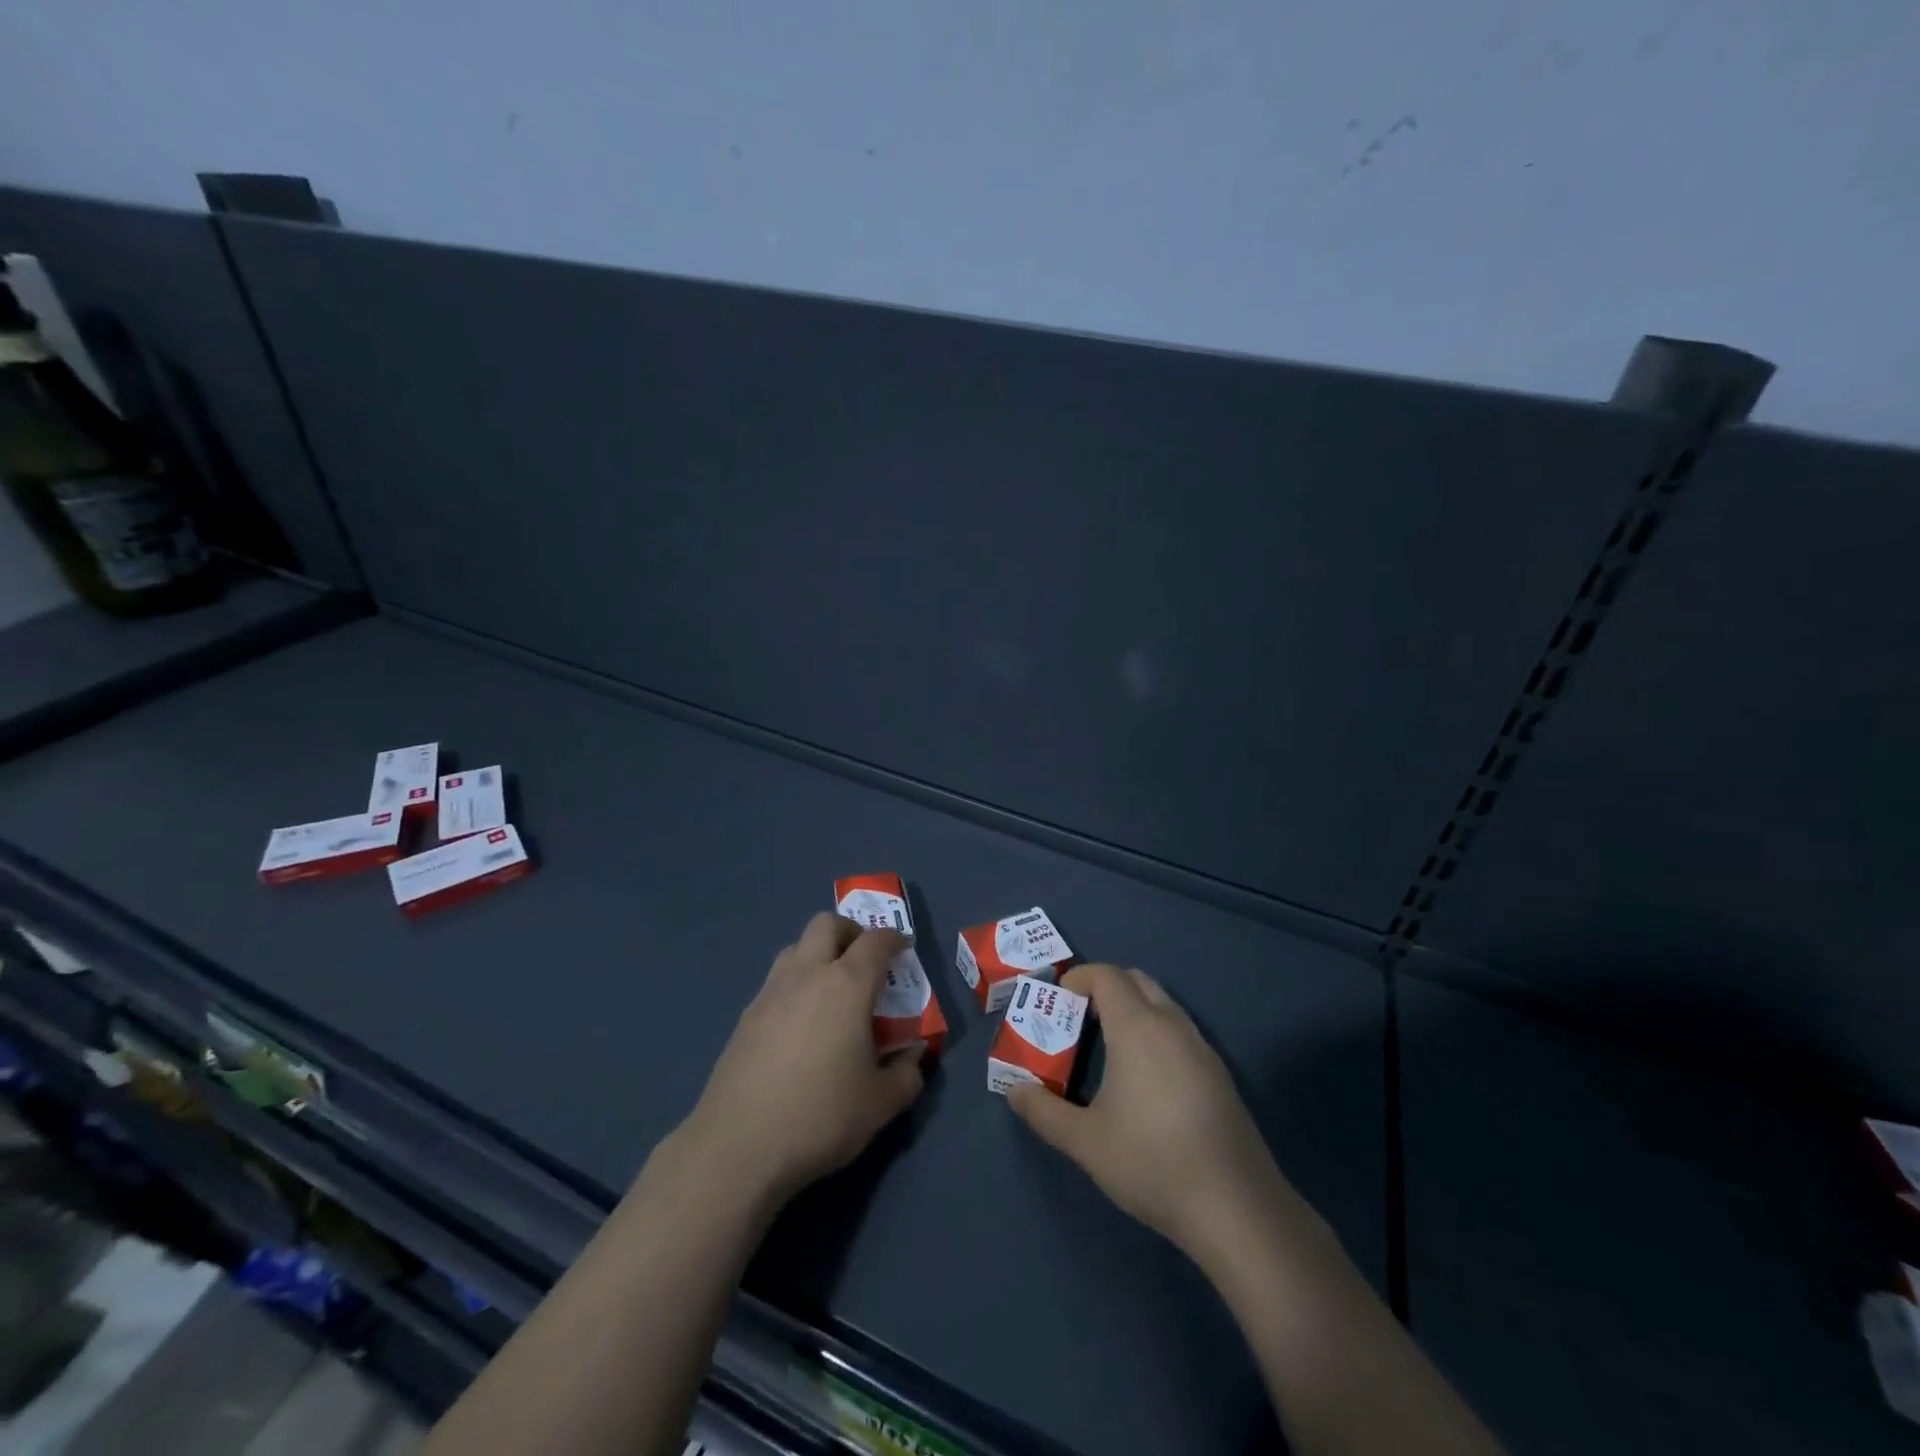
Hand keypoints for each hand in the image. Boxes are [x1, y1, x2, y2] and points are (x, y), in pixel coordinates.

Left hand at [675, 913, 925, 1213]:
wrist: (738, 1146)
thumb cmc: (821, 1117)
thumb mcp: (881, 1104)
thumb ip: (907, 1074)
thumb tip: (913, 1055)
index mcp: (847, 985)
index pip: (875, 941)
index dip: (894, 939)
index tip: (903, 950)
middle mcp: (807, 974)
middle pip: (826, 924)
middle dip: (850, 932)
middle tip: (865, 960)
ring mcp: (770, 992)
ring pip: (796, 947)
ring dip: (818, 953)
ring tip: (832, 989)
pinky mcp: (746, 1016)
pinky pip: (776, 980)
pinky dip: (795, 984)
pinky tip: (801, 1023)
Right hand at [1008, 963, 1306, 1263]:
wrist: (1236, 1207)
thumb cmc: (1152, 1162)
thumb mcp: (1085, 1142)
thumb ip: (1043, 1111)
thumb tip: (1014, 1091)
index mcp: (1138, 1027)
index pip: (1107, 976)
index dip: (1079, 978)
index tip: (1058, 1002)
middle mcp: (1172, 1025)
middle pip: (1137, 981)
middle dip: (1105, 989)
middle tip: (1079, 1021)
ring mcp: (1201, 1048)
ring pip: (1162, 1005)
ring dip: (1133, 1010)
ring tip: (1108, 1050)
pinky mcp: (1219, 1074)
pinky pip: (1180, 1031)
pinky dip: (1155, 1033)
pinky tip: (1145, 1080)